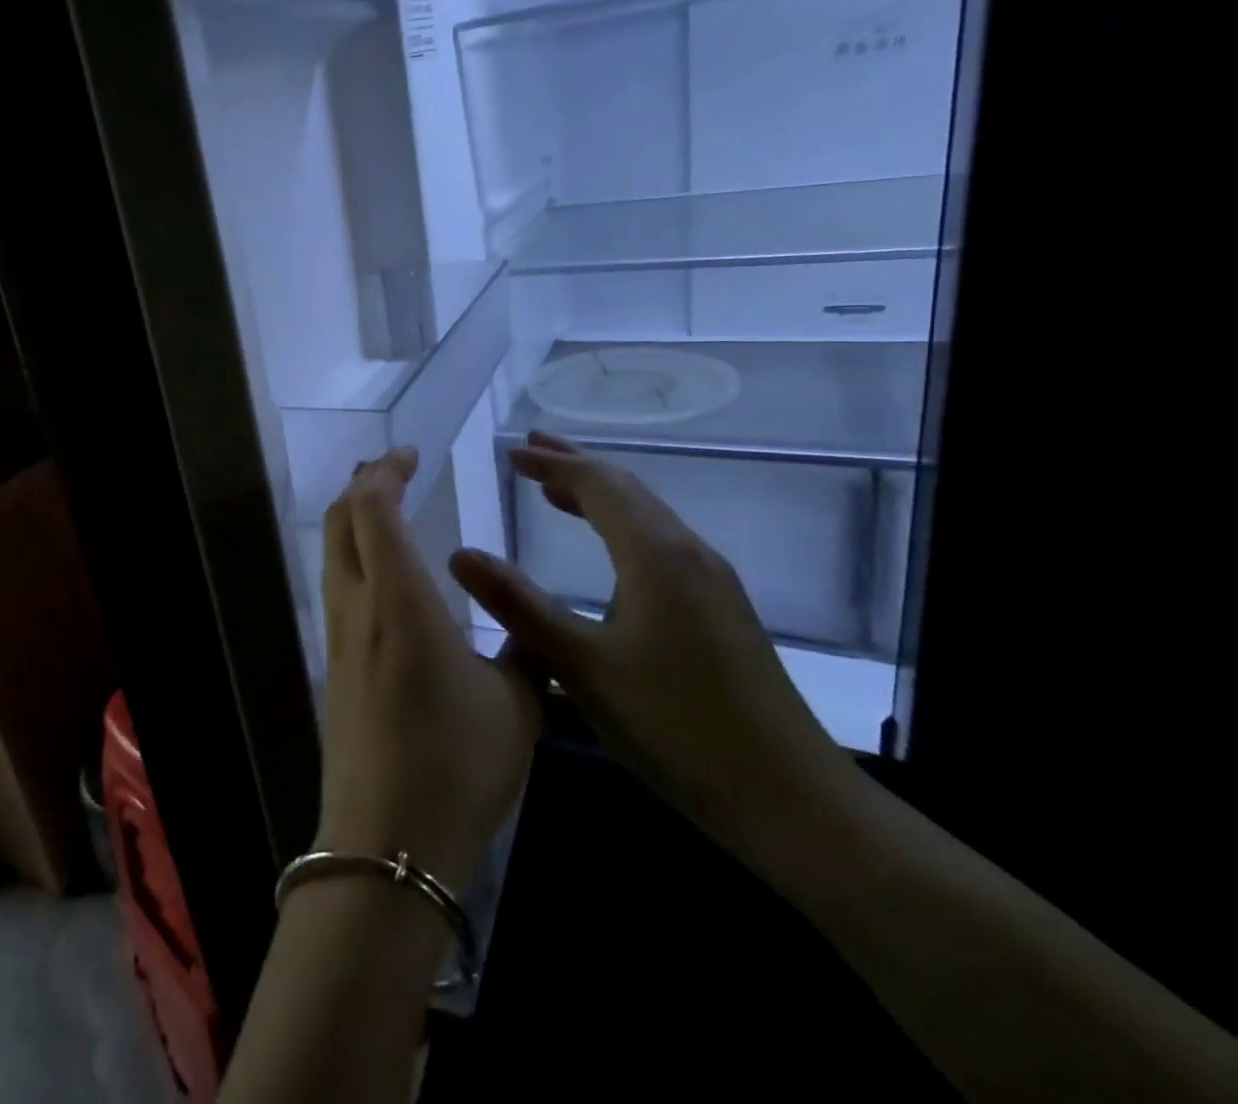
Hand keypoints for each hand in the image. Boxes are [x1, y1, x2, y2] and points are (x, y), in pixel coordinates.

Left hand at [317, 448, 540, 890]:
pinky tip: (382, 577)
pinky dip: (354, 557)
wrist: (388, 839)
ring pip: (334, 554)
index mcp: (400, 599)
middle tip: (392, 468)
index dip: (386, 471)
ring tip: (384, 507)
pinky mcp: (334, 667)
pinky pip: (337, 588)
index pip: (374, 508)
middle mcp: (358, 606)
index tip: (410, 454)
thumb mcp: (517, 704)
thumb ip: (526, 651)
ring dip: (354, 520)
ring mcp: (338, 637)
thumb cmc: (458, 763)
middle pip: (342, 521)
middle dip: (362, 484)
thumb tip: (534, 630)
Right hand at [448, 433, 853, 845]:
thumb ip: (519, 605)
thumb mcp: (582, 666)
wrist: (793, 801)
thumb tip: (460, 553)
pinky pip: (661, 544)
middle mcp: (689, 553)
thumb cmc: (677, 726)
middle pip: (627, 490)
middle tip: (530, 452)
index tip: (511, 453)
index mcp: (656, 555)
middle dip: (575, 467)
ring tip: (556, 490)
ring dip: (599, 495)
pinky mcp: (721, 610)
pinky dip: (621, 527)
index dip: (553, 465)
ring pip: (647, 517)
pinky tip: (608, 553)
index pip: (599, 485)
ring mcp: (712, 582)